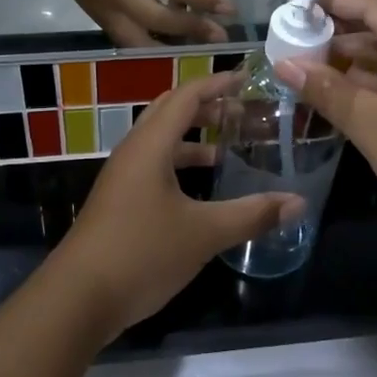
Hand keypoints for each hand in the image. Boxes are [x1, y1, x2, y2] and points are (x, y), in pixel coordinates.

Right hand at [40, 0, 232, 46]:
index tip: (229, 8)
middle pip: (158, 20)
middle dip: (192, 29)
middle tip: (220, 35)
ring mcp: (101, 7)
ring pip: (138, 40)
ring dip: (170, 47)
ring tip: (197, 46)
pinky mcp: (93, 16)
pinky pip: (123, 38)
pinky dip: (147, 44)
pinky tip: (168, 43)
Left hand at [50, 73, 303, 337]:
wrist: (78, 298)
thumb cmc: (141, 252)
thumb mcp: (203, 233)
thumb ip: (252, 214)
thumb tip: (298, 202)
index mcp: (150, 145)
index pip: (186, 96)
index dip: (217, 83)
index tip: (247, 78)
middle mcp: (133, 152)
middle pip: (170, 112)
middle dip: (206, 107)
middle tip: (242, 111)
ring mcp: (122, 178)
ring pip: (161, 142)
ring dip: (193, 139)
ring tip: (228, 148)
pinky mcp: (119, 202)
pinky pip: (154, 166)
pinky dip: (180, 165)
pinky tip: (201, 191)